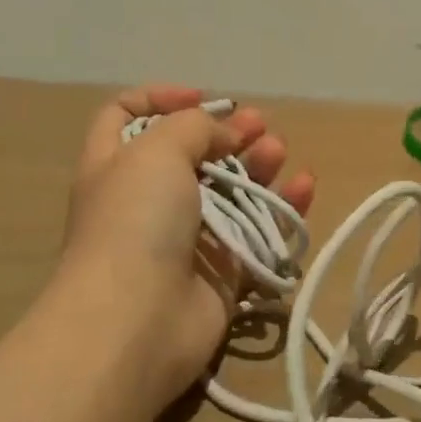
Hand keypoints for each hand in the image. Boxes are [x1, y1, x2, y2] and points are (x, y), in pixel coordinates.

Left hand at [59, 85, 314, 410]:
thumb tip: (226, 133)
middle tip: (257, 125)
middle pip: (192, 153)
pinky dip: (283, 208)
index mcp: (115, 165)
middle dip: (226, 133)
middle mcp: (148, 198)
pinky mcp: (222, 270)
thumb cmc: (135, 221)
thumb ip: (195, 126)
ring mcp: (186, 237)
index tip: (201, 99)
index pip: (127, 115)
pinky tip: (305, 186)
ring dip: (258, 165)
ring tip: (278, 150)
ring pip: (230, 190)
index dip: (161, 98)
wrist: (135, 323)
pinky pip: (259, 231)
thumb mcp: (156, 150)